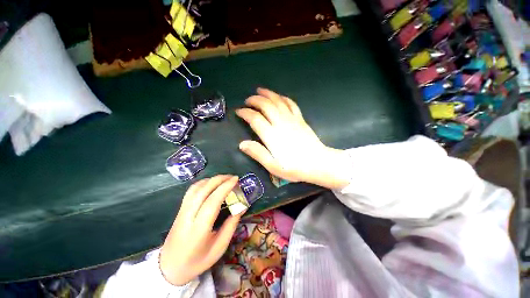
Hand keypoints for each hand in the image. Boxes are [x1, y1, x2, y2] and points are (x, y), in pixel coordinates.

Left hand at [159, 175, 243, 285]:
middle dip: (220, 179)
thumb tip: (242, 206)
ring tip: (225, 179)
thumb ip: (231, 225)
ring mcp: (182, 211)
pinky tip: (211, 183)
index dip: (225, 187)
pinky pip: (191, 190)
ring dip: (212, 179)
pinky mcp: (180, 209)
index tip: (236, 180)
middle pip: (203, 190)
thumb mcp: (219, 247)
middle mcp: (188, 216)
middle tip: (233, 177)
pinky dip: (203, 182)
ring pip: (196, 188)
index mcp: (199, 230)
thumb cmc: (197, 261)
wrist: (170, 267)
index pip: (212, 202)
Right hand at [236, 88, 349, 188]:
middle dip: (254, 100)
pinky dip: (283, 98)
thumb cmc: (295, 168)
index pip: (255, 118)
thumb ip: (258, 153)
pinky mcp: (300, 119)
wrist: (318, 163)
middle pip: (266, 105)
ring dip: (267, 94)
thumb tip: (242, 144)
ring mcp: (292, 119)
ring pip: (278, 101)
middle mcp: (280, 123)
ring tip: (259, 91)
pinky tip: (279, 97)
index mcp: (272, 136)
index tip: (238, 111)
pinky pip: (291, 104)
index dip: (245, 113)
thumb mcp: (273, 166)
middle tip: (247, 101)